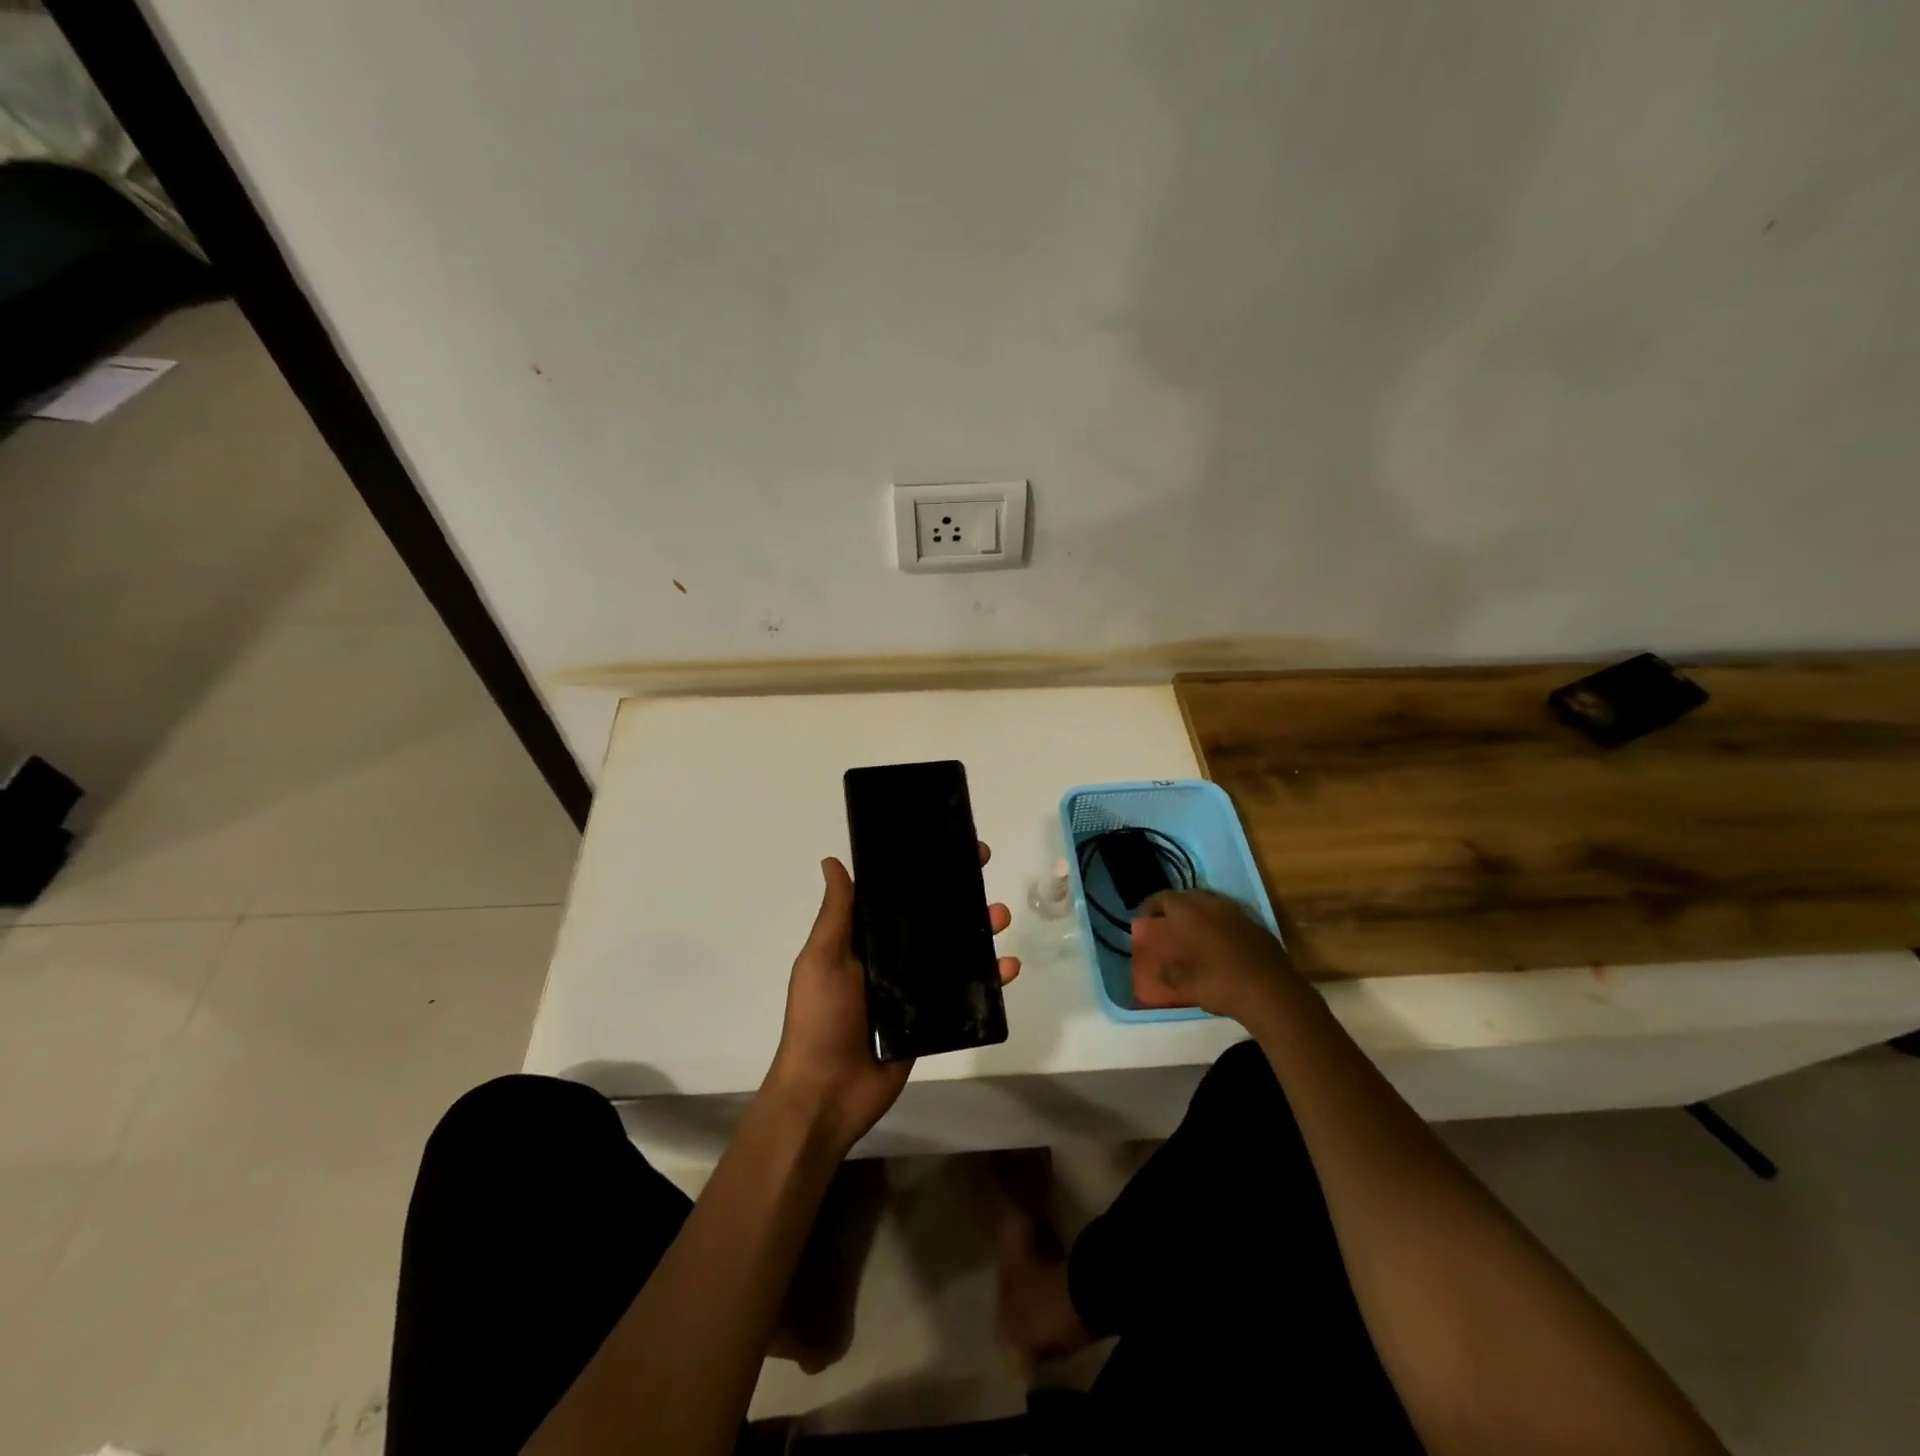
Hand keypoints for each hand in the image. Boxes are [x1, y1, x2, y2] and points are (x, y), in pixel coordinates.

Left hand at [766, 846, 1019, 1152]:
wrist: (827, 1094)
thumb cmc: (820, 1019)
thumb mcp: (822, 959)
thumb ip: (837, 914)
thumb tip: (833, 861)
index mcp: (864, 940)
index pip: (897, 896)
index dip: (922, 870)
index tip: (947, 845)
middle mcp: (891, 960)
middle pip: (933, 918)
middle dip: (959, 893)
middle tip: (984, 870)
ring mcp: (914, 990)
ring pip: (955, 951)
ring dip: (981, 930)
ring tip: (1001, 916)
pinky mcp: (933, 1019)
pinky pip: (966, 993)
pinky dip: (990, 980)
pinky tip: (1009, 968)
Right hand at [1130, 889, 1294, 1023]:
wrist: (1273, 994)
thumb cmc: (1221, 984)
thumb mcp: (1186, 984)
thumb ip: (1169, 974)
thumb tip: (1162, 970)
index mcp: (1191, 913)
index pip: (1164, 898)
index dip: (1150, 906)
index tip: (1142, 918)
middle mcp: (1214, 906)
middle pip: (1188, 896)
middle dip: (1175, 905)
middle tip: (1166, 921)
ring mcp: (1239, 913)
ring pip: (1212, 903)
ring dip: (1199, 912)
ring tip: (1192, 929)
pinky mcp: (1258, 926)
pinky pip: (1231, 916)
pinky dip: (1220, 923)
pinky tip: (1220, 942)